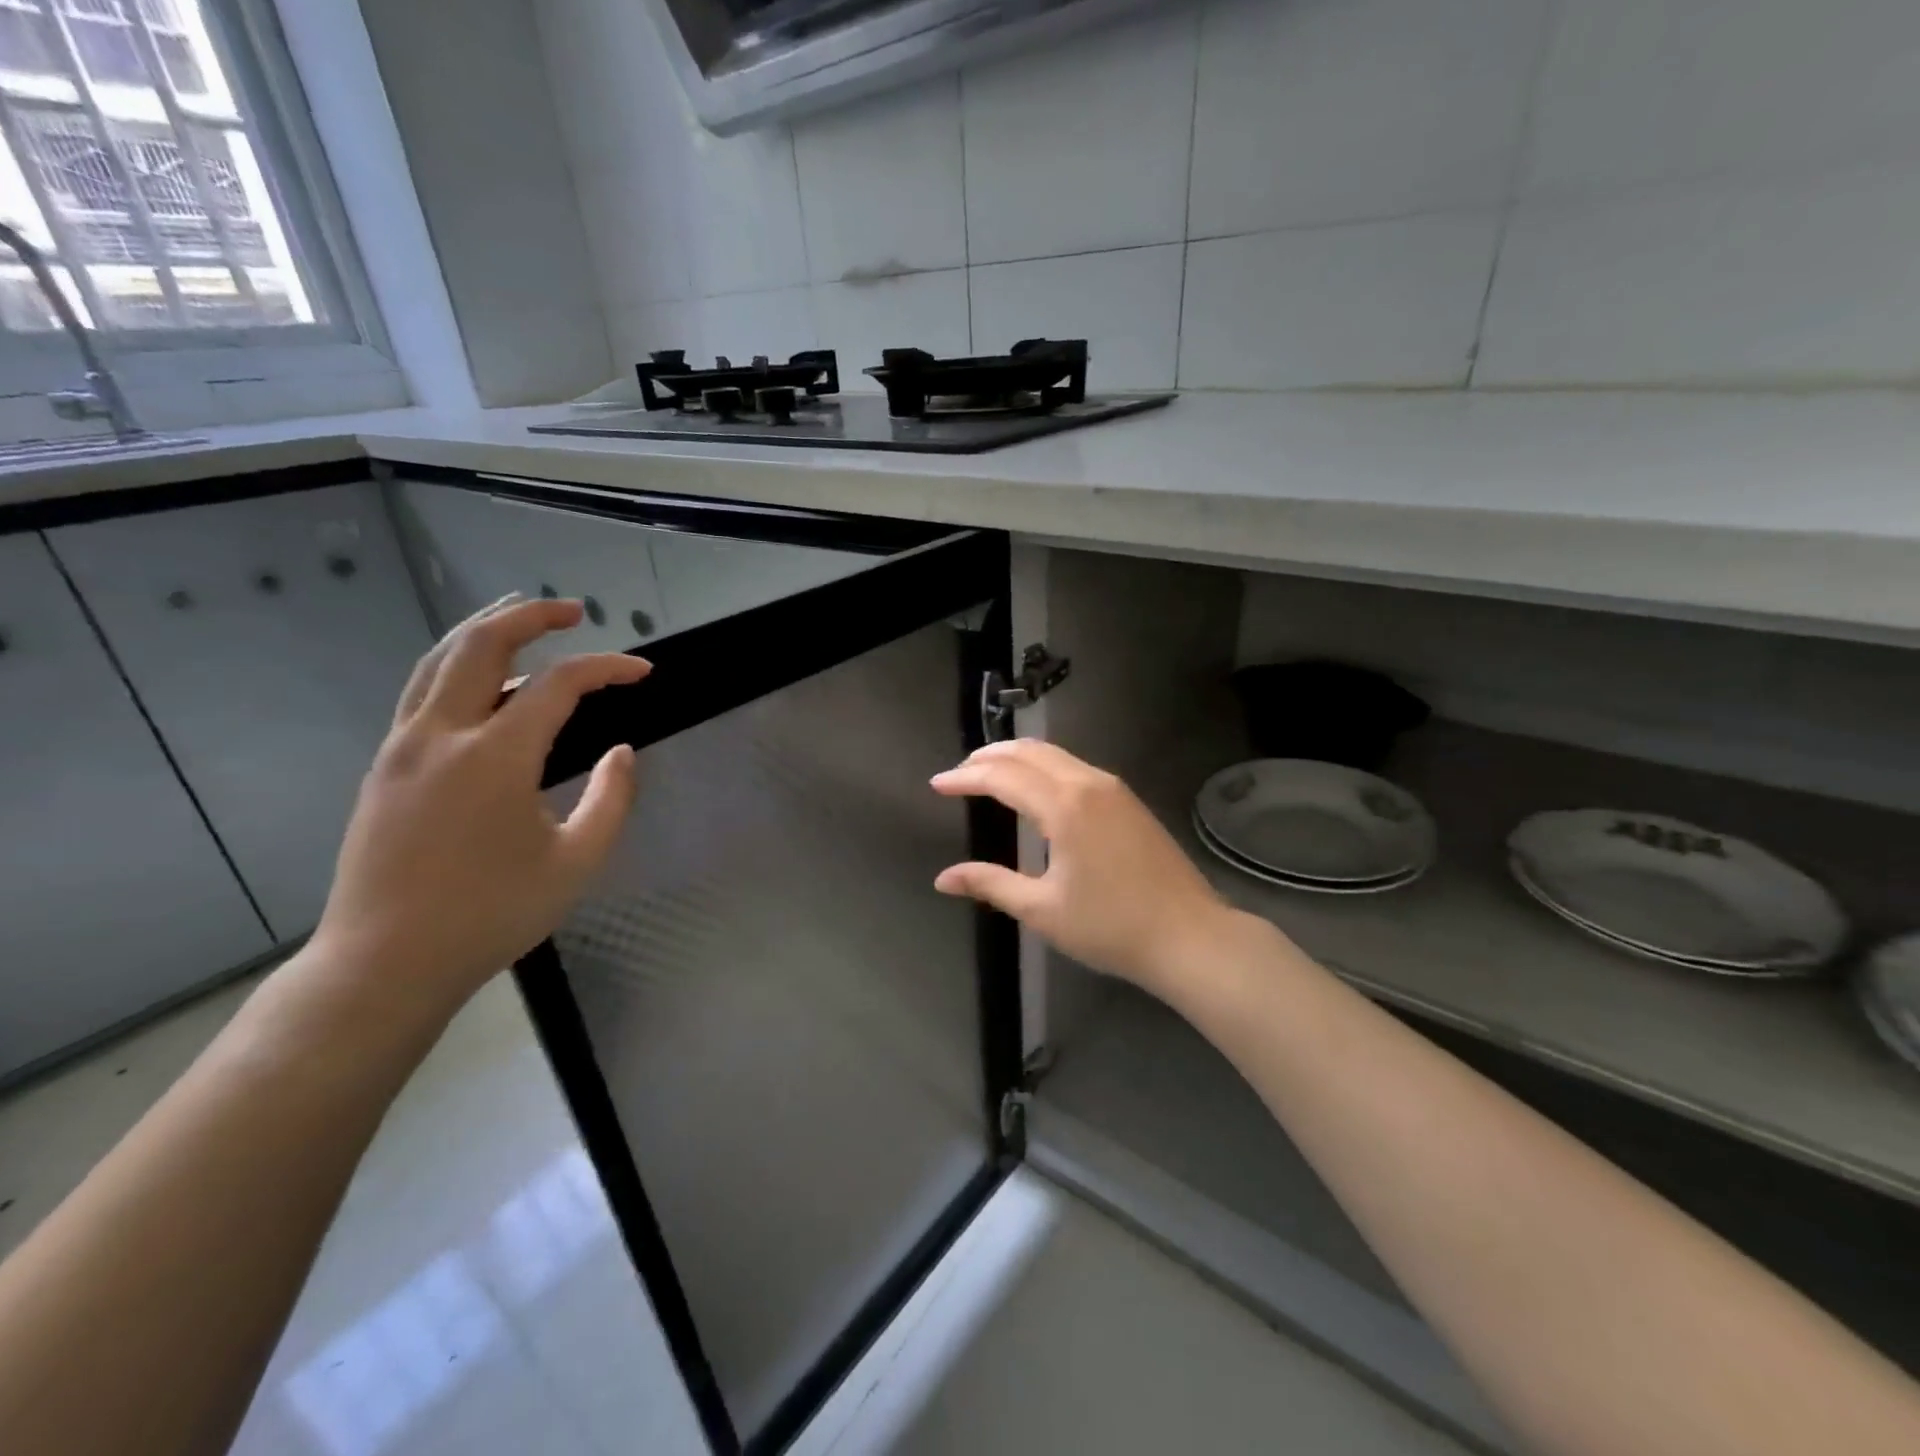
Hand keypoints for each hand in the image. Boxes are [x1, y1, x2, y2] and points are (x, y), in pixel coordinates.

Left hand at [308, 595, 648, 1008]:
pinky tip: (482, 680)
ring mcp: (402, 747)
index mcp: (495, 757)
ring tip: (520, 618)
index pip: (559, 685)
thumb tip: (621, 753)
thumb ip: (610, 800)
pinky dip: (457, 665)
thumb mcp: (576, 863)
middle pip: (481, 645)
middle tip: (573, 611)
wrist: (385, 963)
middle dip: (531, 617)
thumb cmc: (492, 915)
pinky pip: (422, 692)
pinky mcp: (384, 766)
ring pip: (439, 660)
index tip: (643, 671)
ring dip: (484, 629)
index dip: (608, 668)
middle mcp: (442, 735)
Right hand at [931, 739, 1245, 993]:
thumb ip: (990, 884)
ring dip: (1018, 758)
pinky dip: (1044, 767)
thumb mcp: (1042, 910)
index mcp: (1064, 806)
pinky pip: (1076, 767)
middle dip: (990, 756)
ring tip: (990, 774)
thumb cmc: (1111, 927)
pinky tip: (1036, 789)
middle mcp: (1089, 784)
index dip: (966, 778)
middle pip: (1030, 752)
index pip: (1003, 777)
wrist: (1190, 936)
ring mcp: (1114, 789)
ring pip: (1056, 755)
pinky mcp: (1129, 801)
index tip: (937, 784)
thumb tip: (943, 878)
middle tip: (960, 772)